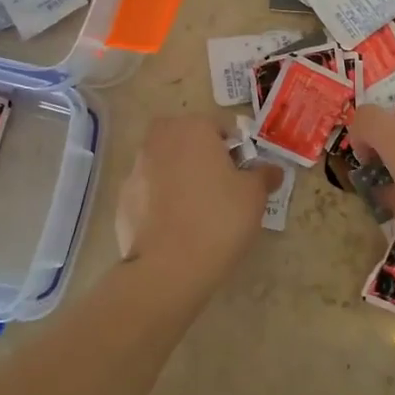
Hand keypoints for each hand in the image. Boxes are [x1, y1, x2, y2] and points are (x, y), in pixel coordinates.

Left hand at [115, 116, 274, 296]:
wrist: (168, 267)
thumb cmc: (219, 219)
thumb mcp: (254, 196)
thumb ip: (263, 175)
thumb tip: (272, 170)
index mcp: (192, 128)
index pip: (219, 128)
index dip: (235, 150)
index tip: (243, 174)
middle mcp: (159, 140)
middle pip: (187, 140)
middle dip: (202, 157)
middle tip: (220, 187)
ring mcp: (135, 169)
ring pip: (165, 165)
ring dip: (179, 178)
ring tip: (197, 211)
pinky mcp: (122, 200)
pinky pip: (149, 193)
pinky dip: (161, 203)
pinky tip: (175, 228)